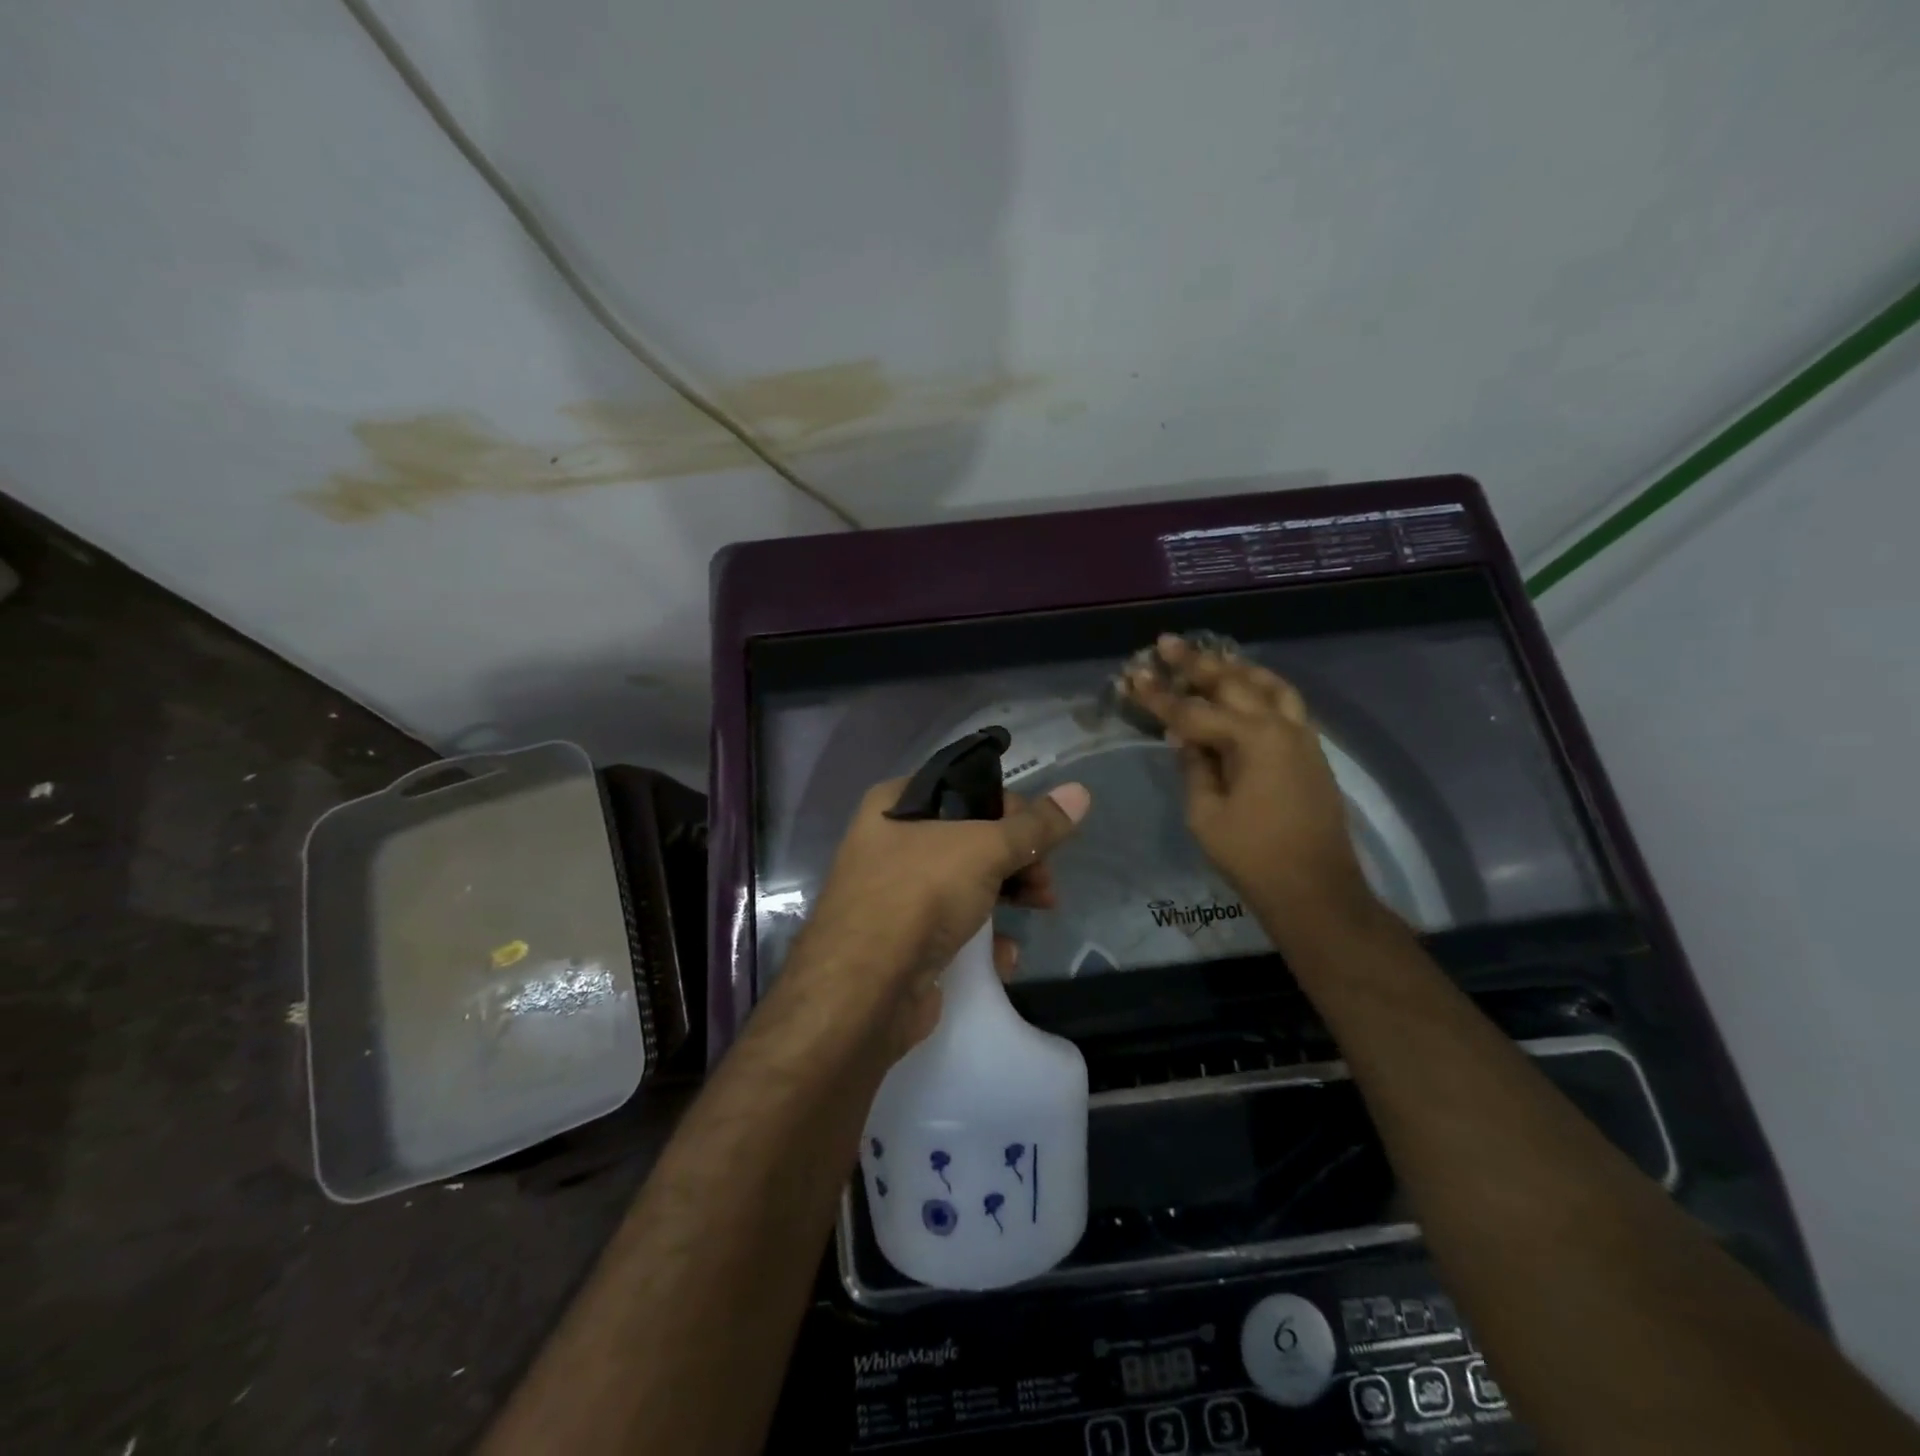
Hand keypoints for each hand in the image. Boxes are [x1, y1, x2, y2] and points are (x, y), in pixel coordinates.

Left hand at [786, 780, 1090, 1053]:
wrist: (864, 991)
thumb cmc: (920, 894)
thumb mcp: (984, 849)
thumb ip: (1034, 826)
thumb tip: (1080, 792)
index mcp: (893, 804)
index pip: (963, 787)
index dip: (1009, 806)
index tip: (1043, 832)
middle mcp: (888, 843)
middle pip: (969, 838)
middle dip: (1016, 858)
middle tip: (1046, 881)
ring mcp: (892, 895)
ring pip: (964, 883)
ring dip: (1008, 895)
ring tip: (1041, 909)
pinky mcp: (901, 942)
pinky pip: (951, 928)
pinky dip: (981, 938)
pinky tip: (1004, 955)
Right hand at [1124, 634, 1376, 925]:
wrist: (1316, 889)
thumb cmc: (1252, 856)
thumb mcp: (1206, 814)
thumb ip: (1194, 768)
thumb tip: (1186, 739)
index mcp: (1251, 740)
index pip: (1193, 711)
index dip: (1159, 696)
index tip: (1133, 675)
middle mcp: (1281, 726)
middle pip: (1233, 683)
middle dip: (1196, 662)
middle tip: (1168, 643)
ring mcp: (1302, 736)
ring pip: (1269, 685)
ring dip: (1236, 668)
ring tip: (1211, 657)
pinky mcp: (1312, 751)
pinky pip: (1286, 703)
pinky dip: (1262, 687)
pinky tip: (1247, 690)